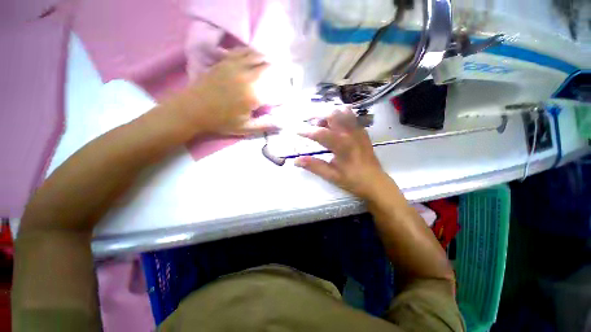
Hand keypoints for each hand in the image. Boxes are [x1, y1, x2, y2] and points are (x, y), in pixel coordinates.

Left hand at [168, 48, 274, 135]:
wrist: (193, 109)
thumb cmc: (221, 121)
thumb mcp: (245, 128)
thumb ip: (265, 125)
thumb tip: (282, 124)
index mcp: (254, 95)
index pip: (276, 88)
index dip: (283, 91)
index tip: (285, 95)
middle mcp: (247, 77)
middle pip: (268, 67)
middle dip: (277, 71)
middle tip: (281, 76)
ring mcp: (235, 66)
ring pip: (257, 55)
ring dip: (266, 59)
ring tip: (271, 65)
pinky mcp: (226, 61)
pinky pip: (242, 51)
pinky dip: (252, 52)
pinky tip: (254, 56)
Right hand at [295, 108, 390, 199]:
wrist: (375, 182)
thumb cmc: (352, 180)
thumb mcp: (331, 175)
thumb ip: (313, 166)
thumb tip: (296, 161)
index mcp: (342, 145)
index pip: (320, 133)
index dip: (306, 131)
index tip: (297, 131)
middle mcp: (351, 134)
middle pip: (333, 114)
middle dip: (318, 116)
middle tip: (309, 123)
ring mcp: (358, 131)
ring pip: (343, 111)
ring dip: (330, 114)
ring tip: (322, 123)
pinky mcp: (363, 132)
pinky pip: (352, 116)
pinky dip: (341, 115)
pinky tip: (335, 125)